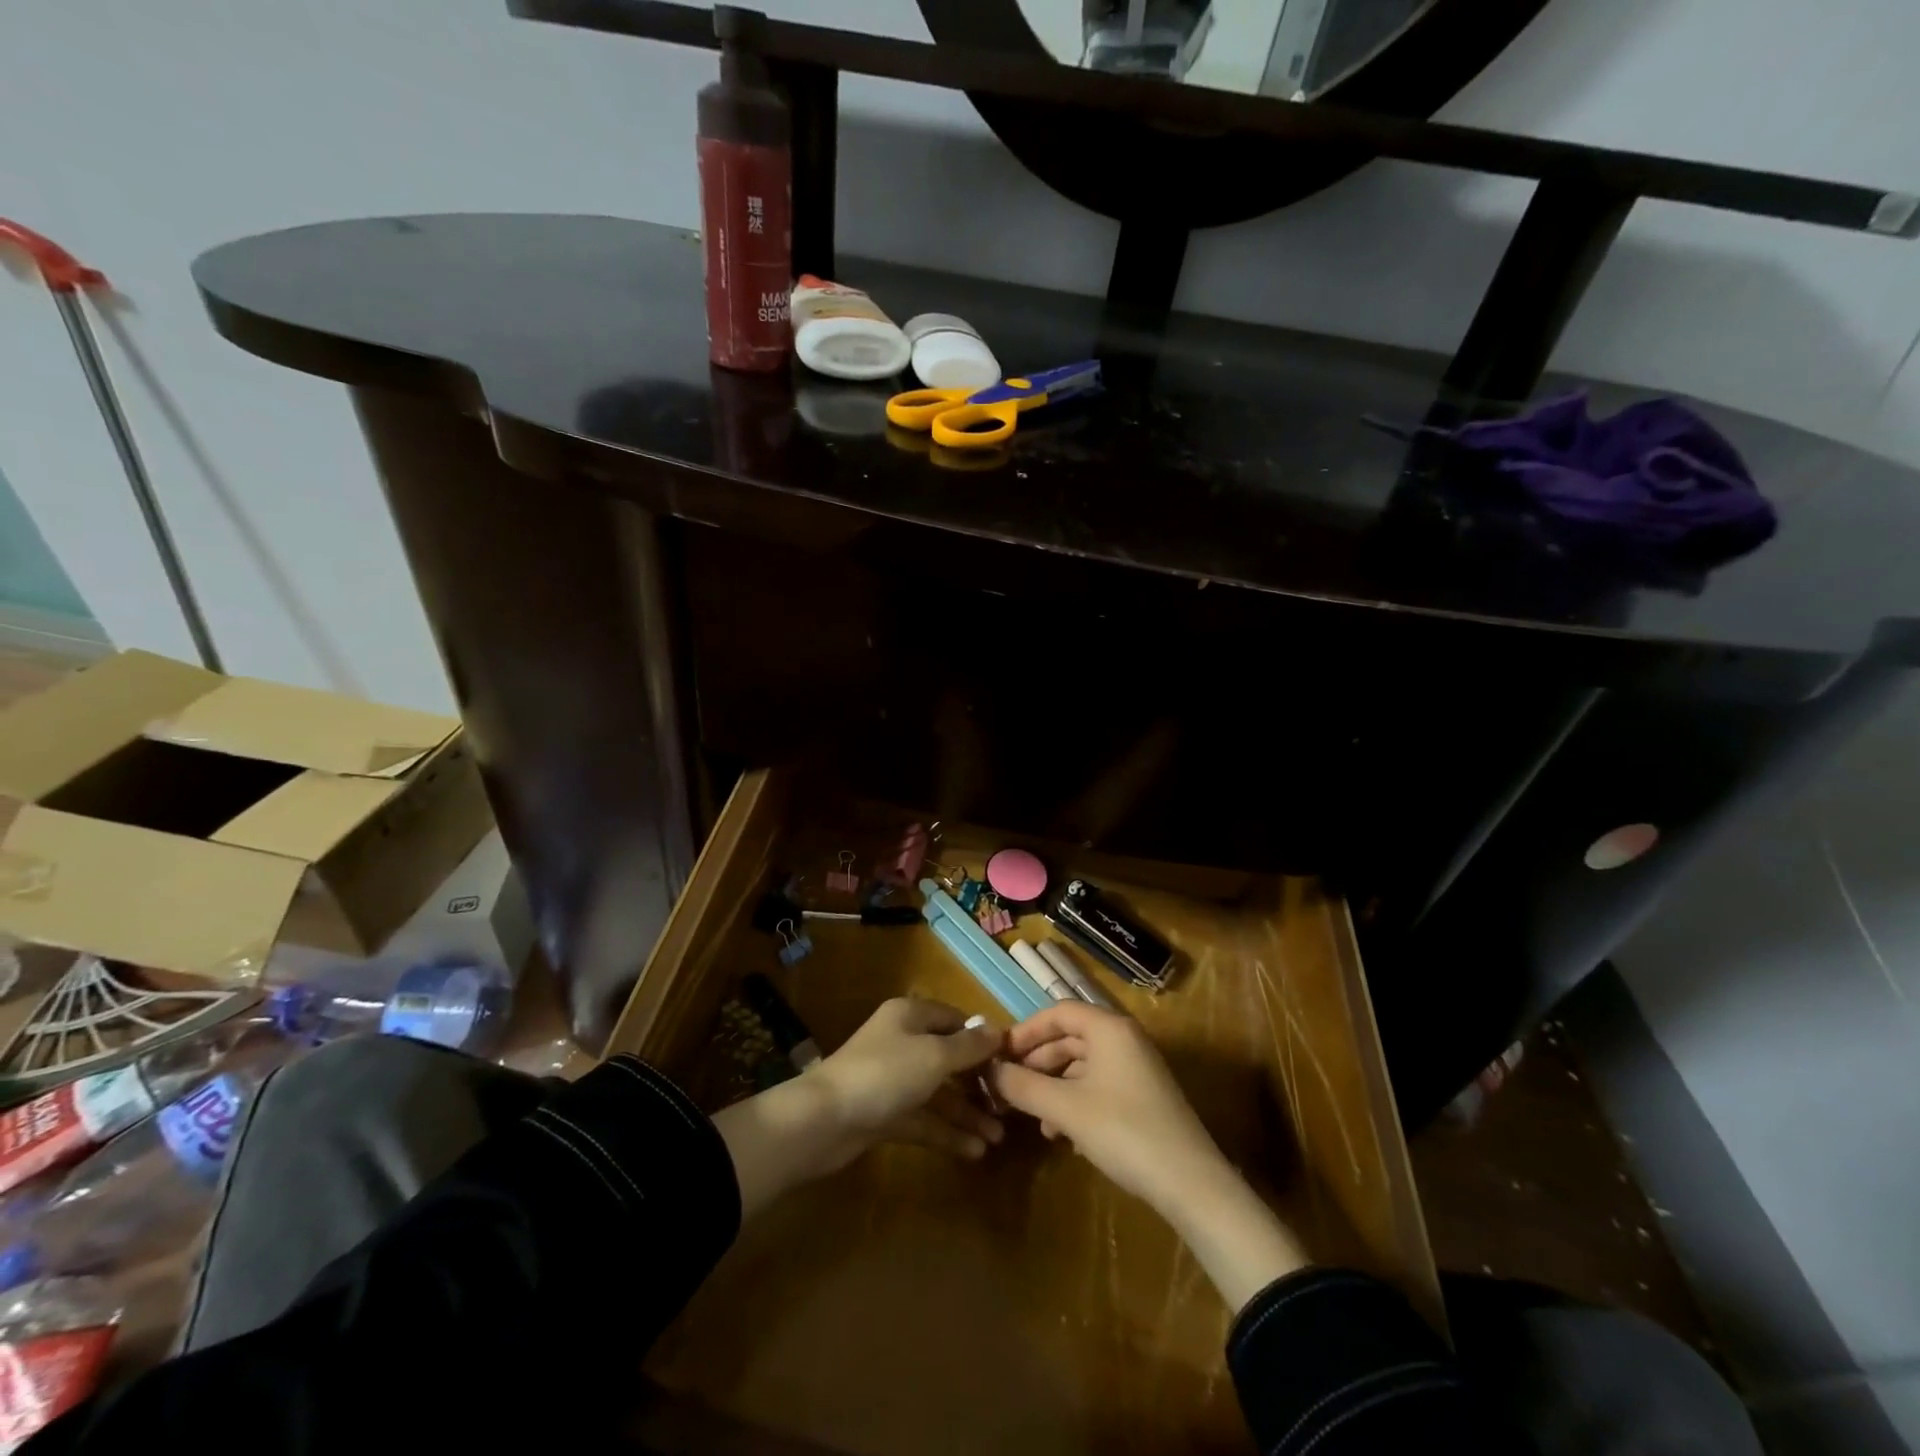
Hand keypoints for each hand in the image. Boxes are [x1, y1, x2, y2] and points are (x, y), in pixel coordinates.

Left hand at [815, 997, 1006, 1165]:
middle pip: (948, 1057)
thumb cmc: (884, 1075)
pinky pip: (924, 1119)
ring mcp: (893, 1080)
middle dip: (978, 1081)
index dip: (981, 1037)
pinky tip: (975, 1151)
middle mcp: (902, 1043)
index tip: (1010, 1060)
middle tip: (1010, 1104)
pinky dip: (947, 1133)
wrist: (823, 1121)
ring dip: (967, 1112)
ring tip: (999, 1136)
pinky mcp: (885, 1114)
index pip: (954, 1019)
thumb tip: (996, 1031)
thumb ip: (968, 1047)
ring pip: (938, 1093)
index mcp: (910, 1016)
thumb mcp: (934, 1056)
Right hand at [985, 1000, 1223, 1213]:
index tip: (999, 1054)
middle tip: (1009, 1086)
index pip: (1058, 1012)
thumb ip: (1023, 1087)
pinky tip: (1063, 1135)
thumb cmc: (1123, 1130)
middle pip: (1070, 1038)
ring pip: (1083, 1066)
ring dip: (1054, 1087)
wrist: (1190, 1183)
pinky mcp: (1143, 1097)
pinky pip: (1099, 1086)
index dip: (1025, 1030)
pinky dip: (1075, 1102)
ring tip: (1034, 1119)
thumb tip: (989, 1072)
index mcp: (1108, 1028)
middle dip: (1037, 1062)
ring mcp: (1137, 1068)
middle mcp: (1124, 1039)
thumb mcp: (1065, 1108)